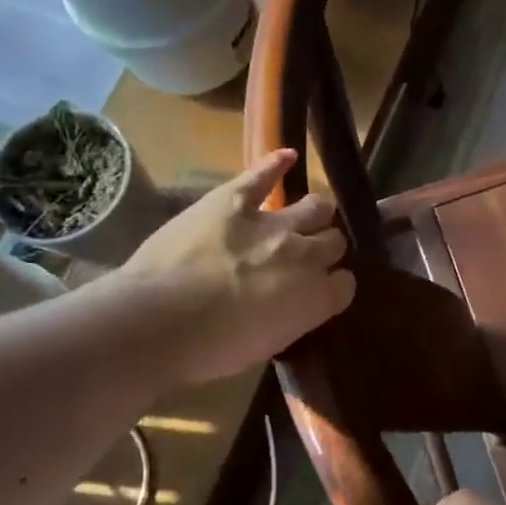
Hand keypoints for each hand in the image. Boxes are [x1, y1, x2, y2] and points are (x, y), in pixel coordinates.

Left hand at [118, 149, 354, 385]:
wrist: (159, 322)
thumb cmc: (212, 348)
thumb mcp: (267, 345)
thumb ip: (293, 318)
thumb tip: (297, 304)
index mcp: (316, 298)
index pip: (345, 284)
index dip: (335, 284)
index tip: (324, 288)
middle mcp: (305, 256)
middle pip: (335, 241)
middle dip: (327, 247)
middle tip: (310, 253)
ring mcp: (273, 223)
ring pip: (315, 206)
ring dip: (315, 212)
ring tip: (309, 214)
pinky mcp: (235, 200)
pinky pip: (263, 175)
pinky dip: (276, 164)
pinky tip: (288, 156)